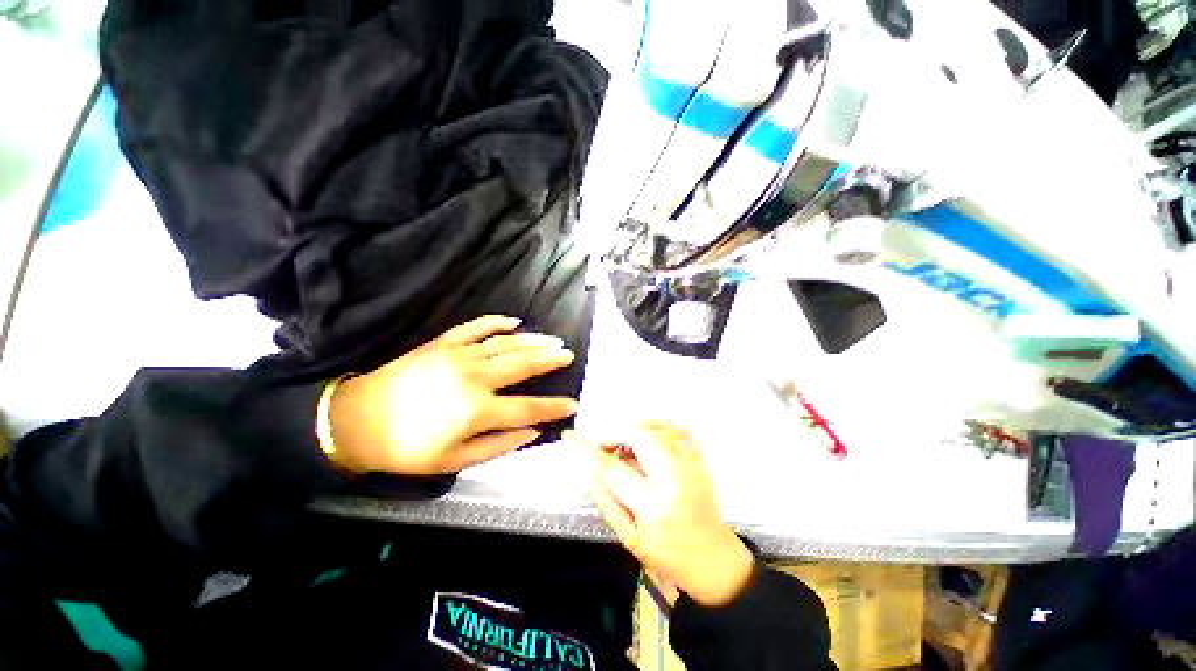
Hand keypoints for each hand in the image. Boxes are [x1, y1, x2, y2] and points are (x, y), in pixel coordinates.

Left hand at [328, 315, 578, 474]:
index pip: (528, 407)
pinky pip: (475, 327)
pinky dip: (496, 322)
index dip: (554, 407)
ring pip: (506, 343)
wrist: (356, 421)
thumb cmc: (406, 449)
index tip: (574, 404)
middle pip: (523, 365)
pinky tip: (514, 321)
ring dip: (533, 340)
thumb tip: (533, 432)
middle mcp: (473, 377)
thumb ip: (498, 446)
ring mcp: (458, 355)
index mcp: (476, 410)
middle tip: (569, 354)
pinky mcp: (443, 344)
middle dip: (550, 359)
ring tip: (552, 340)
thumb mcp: (454, 461)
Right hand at [577, 422, 754, 607]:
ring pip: (657, 426)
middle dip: (615, 433)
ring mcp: (691, 465)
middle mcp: (675, 478)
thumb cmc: (669, 557)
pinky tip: (649, 443)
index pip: (612, 469)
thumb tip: (588, 468)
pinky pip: (675, 429)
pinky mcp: (700, 459)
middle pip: (639, 434)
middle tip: (606, 446)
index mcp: (653, 505)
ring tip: (628, 449)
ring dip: (635, 431)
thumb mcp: (629, 538)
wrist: (715, 560)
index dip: (587, 450)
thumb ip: (606, 500)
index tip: (570, 437)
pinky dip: (656, 429)